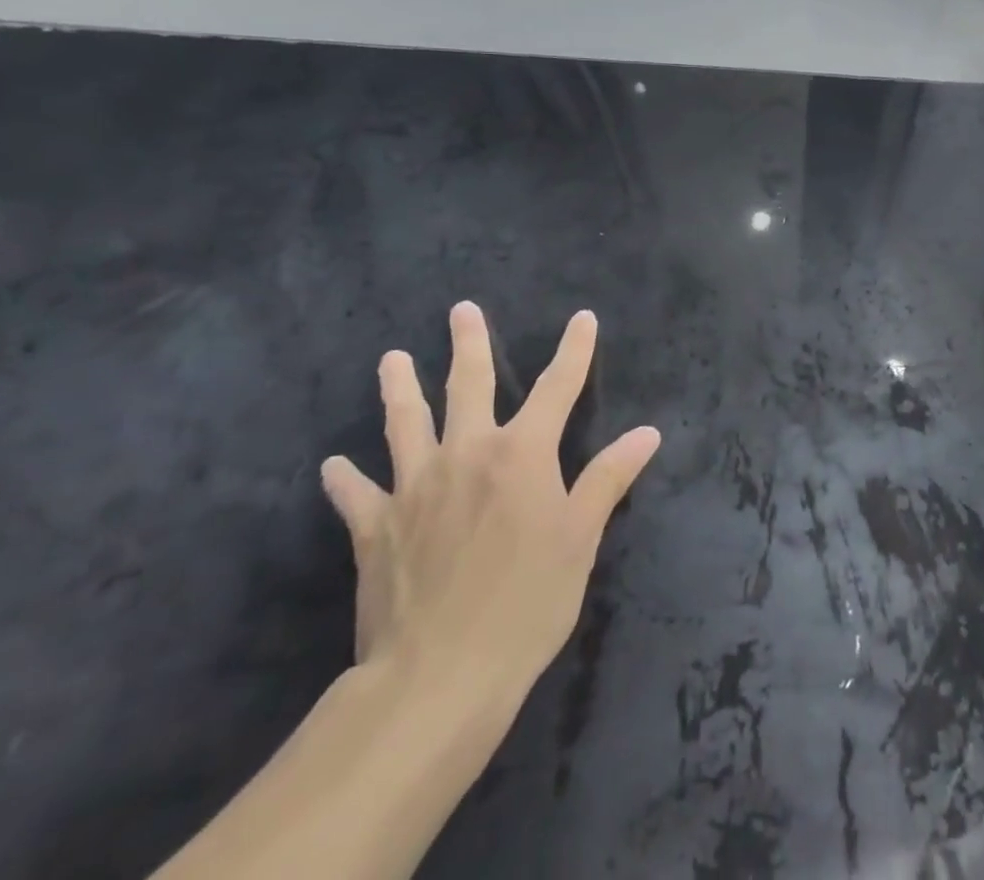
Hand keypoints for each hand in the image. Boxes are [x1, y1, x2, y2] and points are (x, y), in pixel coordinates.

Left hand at [319, 304, 659, 719]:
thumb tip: (648, 433)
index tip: (582, 319)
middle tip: (461, 309)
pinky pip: (357, 495)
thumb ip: (609, 478)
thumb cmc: (527, 601)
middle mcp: (468, 453)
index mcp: (522, 453)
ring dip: (399, 389)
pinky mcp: (375, 528)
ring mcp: (415, 487)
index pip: (558, 387)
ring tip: (390, 359)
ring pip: (405, 423)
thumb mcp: (581, 538)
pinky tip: (335, 466)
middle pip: (469, 385)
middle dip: (470, 344)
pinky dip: (347, 478)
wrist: (439, 674)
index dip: (574, 350)